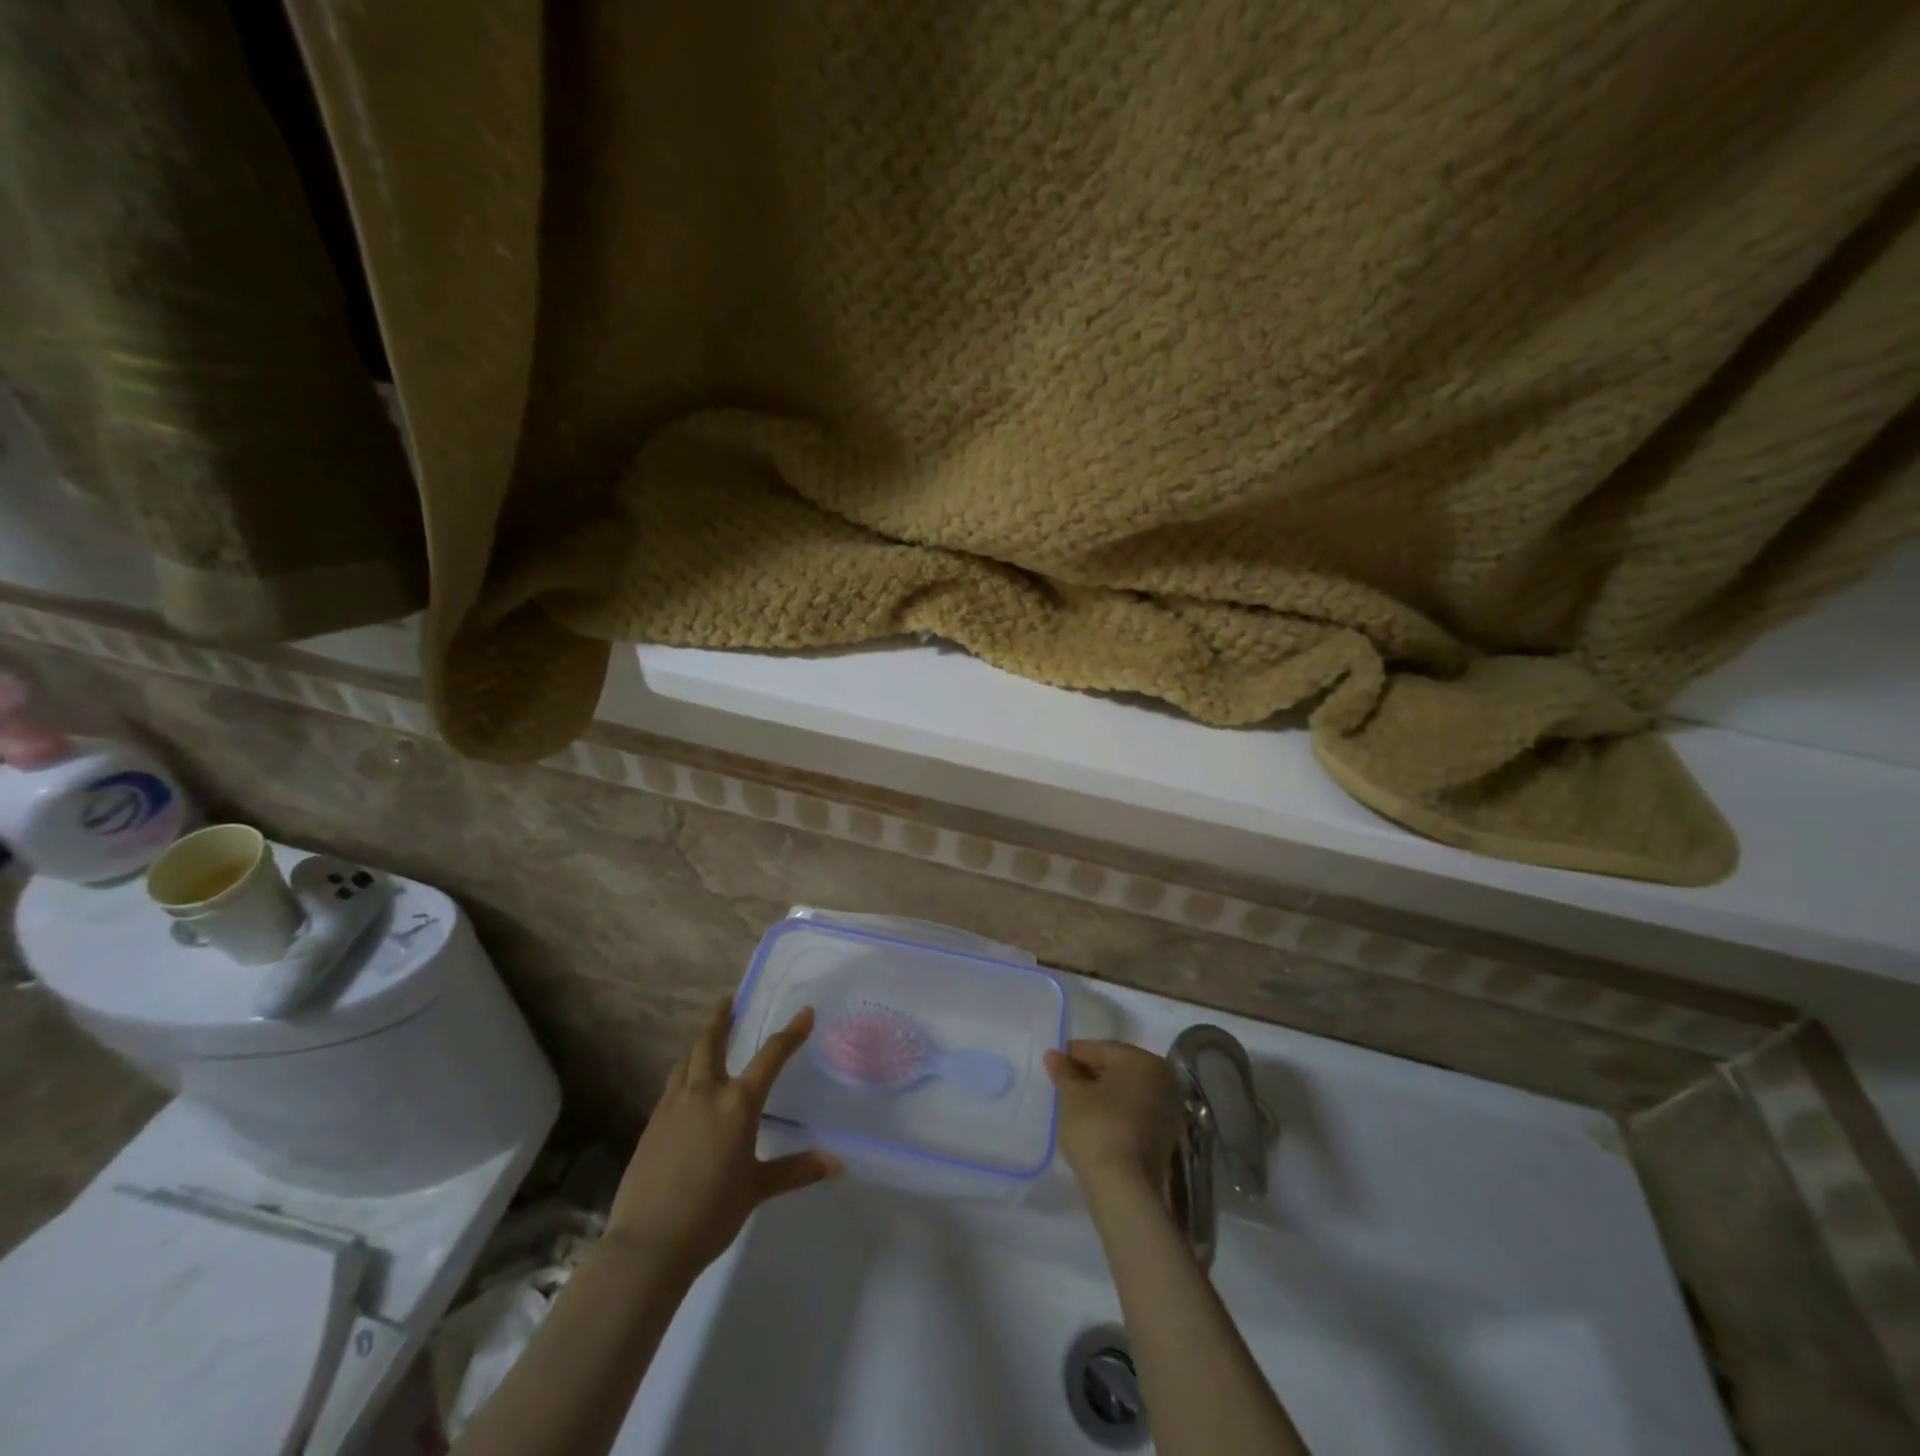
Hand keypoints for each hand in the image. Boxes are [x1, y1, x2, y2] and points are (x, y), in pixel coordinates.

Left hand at [605, 996, 840, 1275]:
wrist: (647, 1245)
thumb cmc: (711, 1214)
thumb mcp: (757, 1189)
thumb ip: (796, 1170)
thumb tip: (838, 1164)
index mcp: (737, 1104)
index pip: (770, 1057)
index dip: (791, 1034)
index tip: (805, 1013)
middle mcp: (705, 1093)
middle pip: (711, 1042)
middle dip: (721, 1018)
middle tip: (727, 1000)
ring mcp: (673, 1106)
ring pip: (687, 1060)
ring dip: (699, 1042)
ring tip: (706, 1035)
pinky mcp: (652, 1123)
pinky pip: (672, 1084)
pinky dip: (684, 1071)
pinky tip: (686, 1084)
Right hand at [1044, 1039, 1181, 1194]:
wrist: (1124, 1189)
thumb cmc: (1096, 1127)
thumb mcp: (1072, 1095)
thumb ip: (1063, 1071)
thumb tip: (1053, 1055)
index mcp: (1144, 1061)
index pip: (1101, 1049)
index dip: (1074, 1054)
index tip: (1053, 1062)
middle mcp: (1164, 1080)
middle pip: (1117, 1068)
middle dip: (1088, 1073)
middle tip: (1062, 1082)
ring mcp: (1168, 1111)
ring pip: (1127, 1092)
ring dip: (1102, 1093)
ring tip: (1074, 1103)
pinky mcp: (1165, 1138)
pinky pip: (1134, 1113)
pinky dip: (1114, 1112)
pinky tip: (1093, 1121)